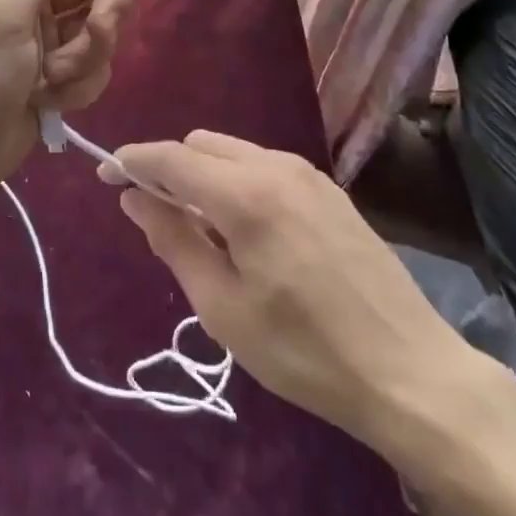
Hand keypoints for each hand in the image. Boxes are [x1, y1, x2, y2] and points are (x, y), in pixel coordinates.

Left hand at [0, 0, 153, 232]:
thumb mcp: (1, 18)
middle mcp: (31, 1)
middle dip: (101, 16)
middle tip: (93, 38)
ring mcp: (44, 42)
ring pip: (101, 31)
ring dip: (86, 60)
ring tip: (50, 85)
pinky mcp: (54, 78)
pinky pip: (95, 68)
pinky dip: (80, 85)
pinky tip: (50, 104)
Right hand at [107, 131, 515, 479]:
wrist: (411, 371)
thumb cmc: (305, 352)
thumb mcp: (223, 307)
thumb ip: (173, 241)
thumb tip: (133, 197)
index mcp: (245, 194)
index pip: (171, 157)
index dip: (132, 161)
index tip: (105, 176)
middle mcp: (275, 166)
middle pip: (201, 144)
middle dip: (169, 167)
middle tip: (157, 217)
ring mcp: (307, 173)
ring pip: (232, 151)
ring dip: (204, 174)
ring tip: (203, 230)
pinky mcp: (329, 189)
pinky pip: (264, 165)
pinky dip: (237, 180)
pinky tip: (246, 230)